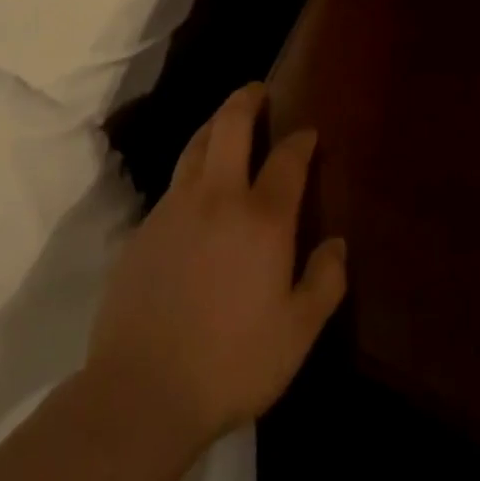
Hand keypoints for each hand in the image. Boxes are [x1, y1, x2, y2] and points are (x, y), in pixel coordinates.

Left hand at [85, 84, 346, 449]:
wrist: (142, 390)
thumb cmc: (231, 363)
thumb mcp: (296, 334)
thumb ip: (324, 282)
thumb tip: (337, 243)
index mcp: (262, 218)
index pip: (287, 159)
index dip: (301, 140)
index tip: (308, 133)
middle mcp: (218, 197)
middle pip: (230, 125)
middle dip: (247, 99)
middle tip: (258, 90)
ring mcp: (175, 207)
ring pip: (196, 145)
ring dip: (215, 124)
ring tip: (226, 121)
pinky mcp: (144, 227)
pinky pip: (175, 182)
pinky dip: (192, 168)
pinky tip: (197, 189)